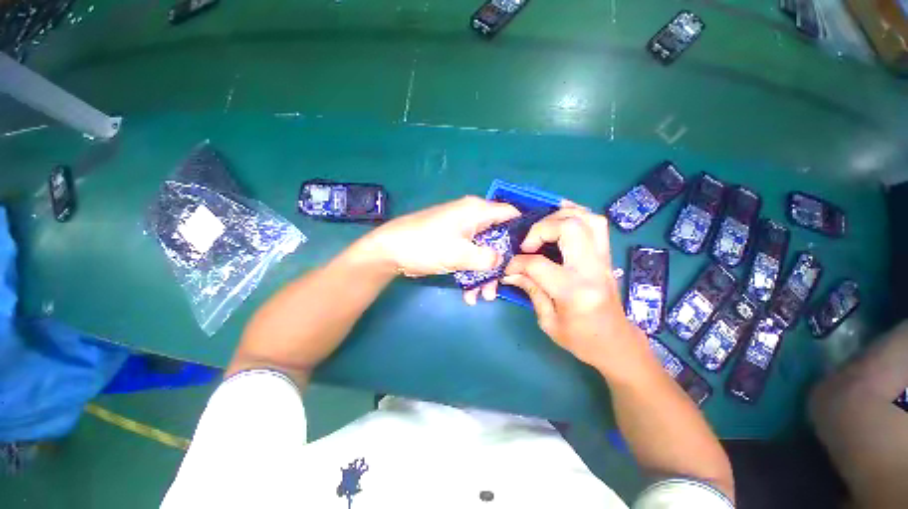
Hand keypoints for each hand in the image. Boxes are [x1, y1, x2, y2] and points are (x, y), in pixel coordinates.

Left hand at [363, 196, 520, 302]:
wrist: (391, 251)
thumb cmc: (426, 245)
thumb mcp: (460, 254)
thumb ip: (487, 257)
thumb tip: (501, 260)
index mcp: (477, 211)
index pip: (511, 214)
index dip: (522, 233)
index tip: (528, 255)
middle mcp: (472, 218)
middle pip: (498, 239)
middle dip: (500, 264)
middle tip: (500, 285)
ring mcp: (462, 232)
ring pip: (483, 252)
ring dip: (485, 274)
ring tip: (483, 297)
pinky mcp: (453, 244)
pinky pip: (469, 257)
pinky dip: (471, 273)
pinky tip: (468, 294)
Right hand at [503, 206, 648, 375]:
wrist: (617, 344)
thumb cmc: (581, 339)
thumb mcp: (548, 321)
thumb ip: (530, 290)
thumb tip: (511, 271)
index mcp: (574, 291)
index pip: (538, 264)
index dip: (517, 263)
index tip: (509, 267)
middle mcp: (592, 269)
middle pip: (569, 228)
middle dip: (541, 229)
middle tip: (528, 244)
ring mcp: (603, 260)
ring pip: (588, 219)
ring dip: (561, 216)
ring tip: (543, 227)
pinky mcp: (607, 257)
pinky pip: (596, 224)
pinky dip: (577, 215)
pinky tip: (560, 219)